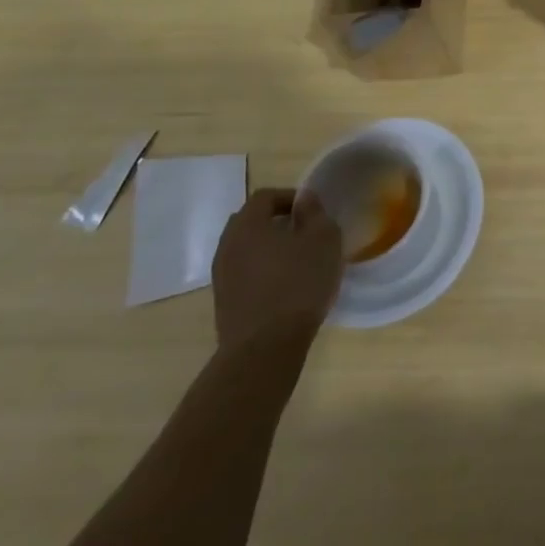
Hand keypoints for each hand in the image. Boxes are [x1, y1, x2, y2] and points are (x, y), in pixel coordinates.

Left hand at [211, 188, 343, 358]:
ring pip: (246, 249)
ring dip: (269, 248)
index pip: (265, 196)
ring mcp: (221, 277)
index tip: (312, 212)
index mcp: (247, 224)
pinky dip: (262, 271)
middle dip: (277, 222)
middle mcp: (227, 245)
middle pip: (250, 221)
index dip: (290, 197)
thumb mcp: (323, 239)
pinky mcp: (223, 303)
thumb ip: (314, 213)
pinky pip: (244, 274)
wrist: (264, 349)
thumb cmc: (298, 283)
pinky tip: (284, 286)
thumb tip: (304, 199)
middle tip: (304, 232)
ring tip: (297, 261)